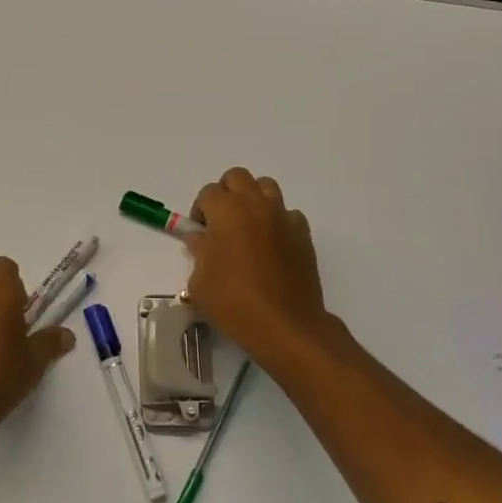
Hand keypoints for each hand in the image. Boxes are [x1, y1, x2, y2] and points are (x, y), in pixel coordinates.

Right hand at [183, 169, 336, 367]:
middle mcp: (256, 205)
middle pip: (237, 177)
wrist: (285, 326)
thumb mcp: (200, 283)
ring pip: (266, 187)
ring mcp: (283, 217)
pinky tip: (272, 245)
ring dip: (253, 199)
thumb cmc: (234, 303)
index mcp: (226, 211)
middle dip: (226, 193)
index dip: (200, 210)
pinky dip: (277, 221)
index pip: (208, 193)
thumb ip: (198, 252)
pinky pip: (288, 214)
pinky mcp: (303, 234)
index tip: (201, 233)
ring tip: (247, 227)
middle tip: (221, 222)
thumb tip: (200, 238)